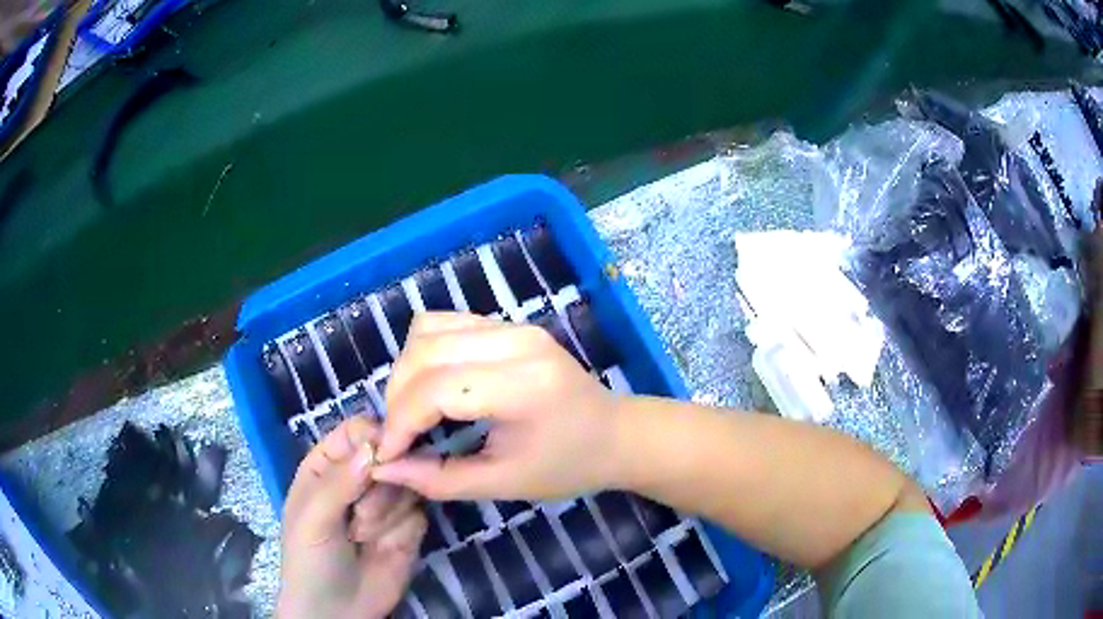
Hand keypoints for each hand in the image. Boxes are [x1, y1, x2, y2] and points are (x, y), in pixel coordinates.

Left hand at [277, 416, 425, 618]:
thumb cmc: (310, 559)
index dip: (373, 436)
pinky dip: (403, 529)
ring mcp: (385, 504)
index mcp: (325, 466)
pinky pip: (419, 512)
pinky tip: (385, 546)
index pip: (355, 432)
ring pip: (406, 483)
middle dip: (379, 484)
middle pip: (388, 455)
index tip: (384, 455)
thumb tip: (374, 445)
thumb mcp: (312, 518)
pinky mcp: (408, 528)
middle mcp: (357, 479)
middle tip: (360, 513)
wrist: (338, 611)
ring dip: (387, 511)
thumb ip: (339, 481)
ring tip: (364, 537)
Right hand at [371, 312, 625, 500]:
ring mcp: (514, 326)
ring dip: (407, 370)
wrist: (615, 433)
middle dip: (397, 396)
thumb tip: (383, 467)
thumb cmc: (567, 466)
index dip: (399, 422)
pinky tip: (433, 386)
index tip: (387, 455)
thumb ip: (439, 478)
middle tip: (400, 436)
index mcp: (522, 386)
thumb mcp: (503, 483)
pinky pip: (448, 323)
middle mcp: (516, 342)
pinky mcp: (510, 324)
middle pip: (424, 351)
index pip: (435, 389)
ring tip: (413, 410)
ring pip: (428, 329)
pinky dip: (426, 353)